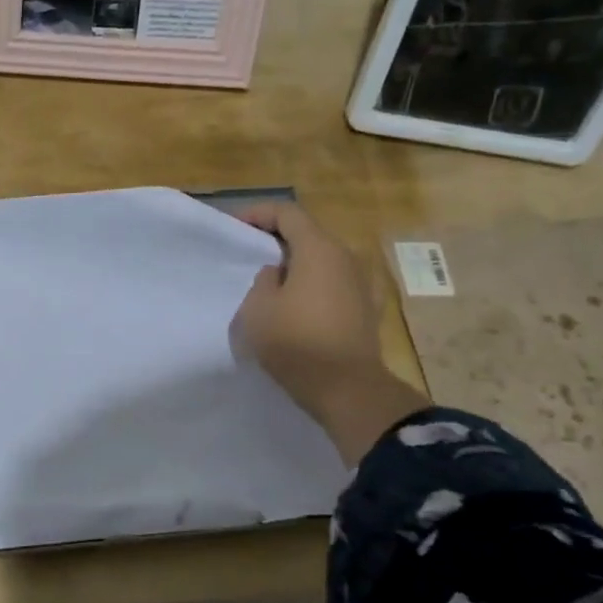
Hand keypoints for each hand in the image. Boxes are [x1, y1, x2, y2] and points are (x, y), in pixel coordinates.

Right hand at [232, 202, 426, 464]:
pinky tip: (300, 305)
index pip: (287, 213)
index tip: (235, 227)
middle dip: (277, 239)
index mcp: (318, 249)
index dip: (258, 214)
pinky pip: (335, 284)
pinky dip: (314, 286)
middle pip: (308, 234)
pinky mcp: (367, 308)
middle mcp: (346, 258)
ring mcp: (361, 283)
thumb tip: (278, 274)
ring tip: (271, 283)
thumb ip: (263, 281)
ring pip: (323, 260)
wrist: (347, 389)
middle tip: (250, 255)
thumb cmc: (296, 343)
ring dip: (296, 265)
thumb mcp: (258, 309)